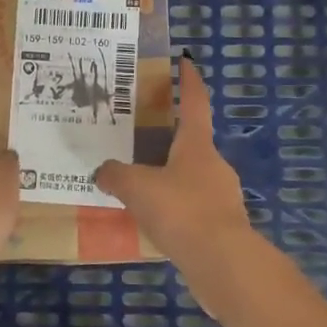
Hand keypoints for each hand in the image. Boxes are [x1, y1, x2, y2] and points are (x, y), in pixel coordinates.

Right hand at [95, 57, 257, 303]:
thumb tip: (102, 171)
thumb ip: (115, 175)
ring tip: (139, 186)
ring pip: (190, 178)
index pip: (194, 102)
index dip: (189, 81)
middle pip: (191, 142)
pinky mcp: (221, 227)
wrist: (224, 264)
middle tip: (139, 138)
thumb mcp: (136, 187)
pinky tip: (153, 222)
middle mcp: (213, 165)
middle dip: (168, 138)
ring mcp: (222, 197)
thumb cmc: (181, 210)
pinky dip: (174, 209)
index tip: (186, 62)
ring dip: (169, 178)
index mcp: (196, 145)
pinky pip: (191, 209)